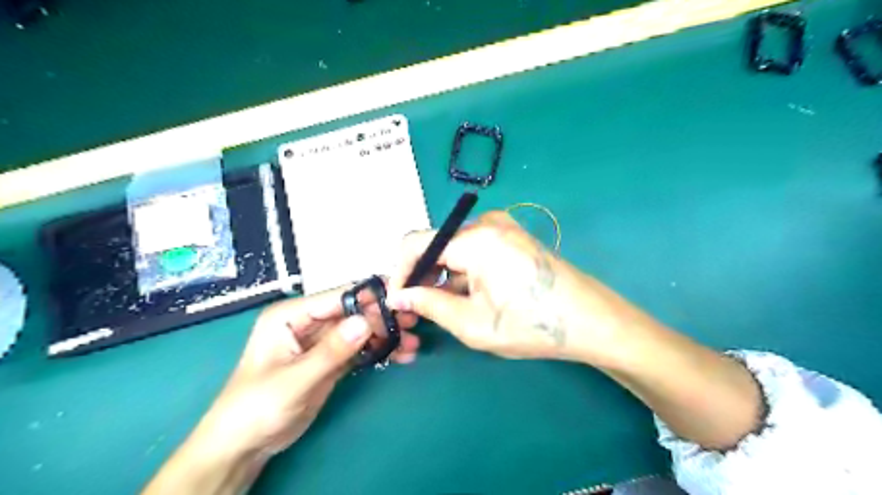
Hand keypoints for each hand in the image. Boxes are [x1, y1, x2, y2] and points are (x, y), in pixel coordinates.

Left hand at [146, 288, 419, 492]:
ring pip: (361, 330)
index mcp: (291, 315)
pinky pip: (360, 349)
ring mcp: (322, 341)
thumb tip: (366, 322)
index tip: (399, 303)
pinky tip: (401, 355)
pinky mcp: (331, 359)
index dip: (368, 299)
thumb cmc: (256, 408)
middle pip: (353, 312)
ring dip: (386, 336)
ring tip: (413, 343)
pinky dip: (379, 351)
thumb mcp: (294, 380)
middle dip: (383, 318)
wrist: (244, 445)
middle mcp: (308, 322)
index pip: (336, 298)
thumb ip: (331, 351)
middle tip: (412, 322)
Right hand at [389, 209, 630, 363]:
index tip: (397, 300)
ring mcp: (503, 227)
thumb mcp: (472, 323)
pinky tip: (467, 296)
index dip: (400, 272)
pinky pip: (474, 250)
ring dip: (442, 275)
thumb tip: (398, 296)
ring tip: (442, 308)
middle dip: (421, 275)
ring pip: (454, 249)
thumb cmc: (531, 325)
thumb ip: (428, 305)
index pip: (416, 244)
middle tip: (416, 309)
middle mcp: (486, 223)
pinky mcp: (513, 237)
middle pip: (436, 244)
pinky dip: (462, 271)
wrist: (590, 320)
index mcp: (475, 238)